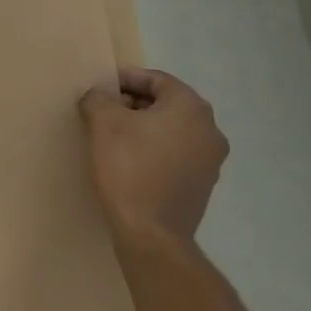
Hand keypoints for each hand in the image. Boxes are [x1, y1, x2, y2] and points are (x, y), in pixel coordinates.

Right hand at [79, 66, 228, 246]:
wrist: (151, 232)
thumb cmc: (128, 166)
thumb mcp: (102, 122)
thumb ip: (98, 98)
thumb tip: (99, 97)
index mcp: (191, 108)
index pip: (157, 79)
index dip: (126, 79)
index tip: (101, 87)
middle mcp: (210, 130)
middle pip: (167, 103)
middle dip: (134, 103)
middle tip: (103, 110)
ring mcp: (211, 160)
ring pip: (172, 129)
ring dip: (144, 127)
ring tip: (112, 136)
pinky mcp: (203, 184)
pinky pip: (176, 153)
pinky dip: (154, 149)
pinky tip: (129, 160)